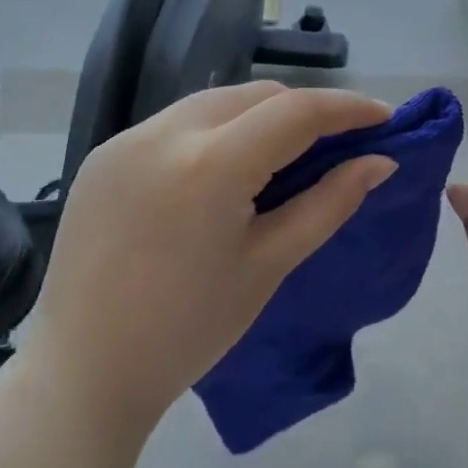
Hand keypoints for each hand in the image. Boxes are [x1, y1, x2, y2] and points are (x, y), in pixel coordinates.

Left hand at [10, 82, 395, 443]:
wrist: (84, 372)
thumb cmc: (188, 331)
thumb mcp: (268, 265)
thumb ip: (328, 204)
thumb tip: (379, 162)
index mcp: (209, 165)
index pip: (295, 112)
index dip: (347, 108)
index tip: (383, 117)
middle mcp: (163, 133)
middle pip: (254, 95)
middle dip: (303, 110)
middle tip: (338, 142)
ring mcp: (125, 140)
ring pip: (214, 102)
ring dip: (258, 117)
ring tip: (284, 155)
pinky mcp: (102, 155)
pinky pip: (175, 124)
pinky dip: (215, 132)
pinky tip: (223, 171)